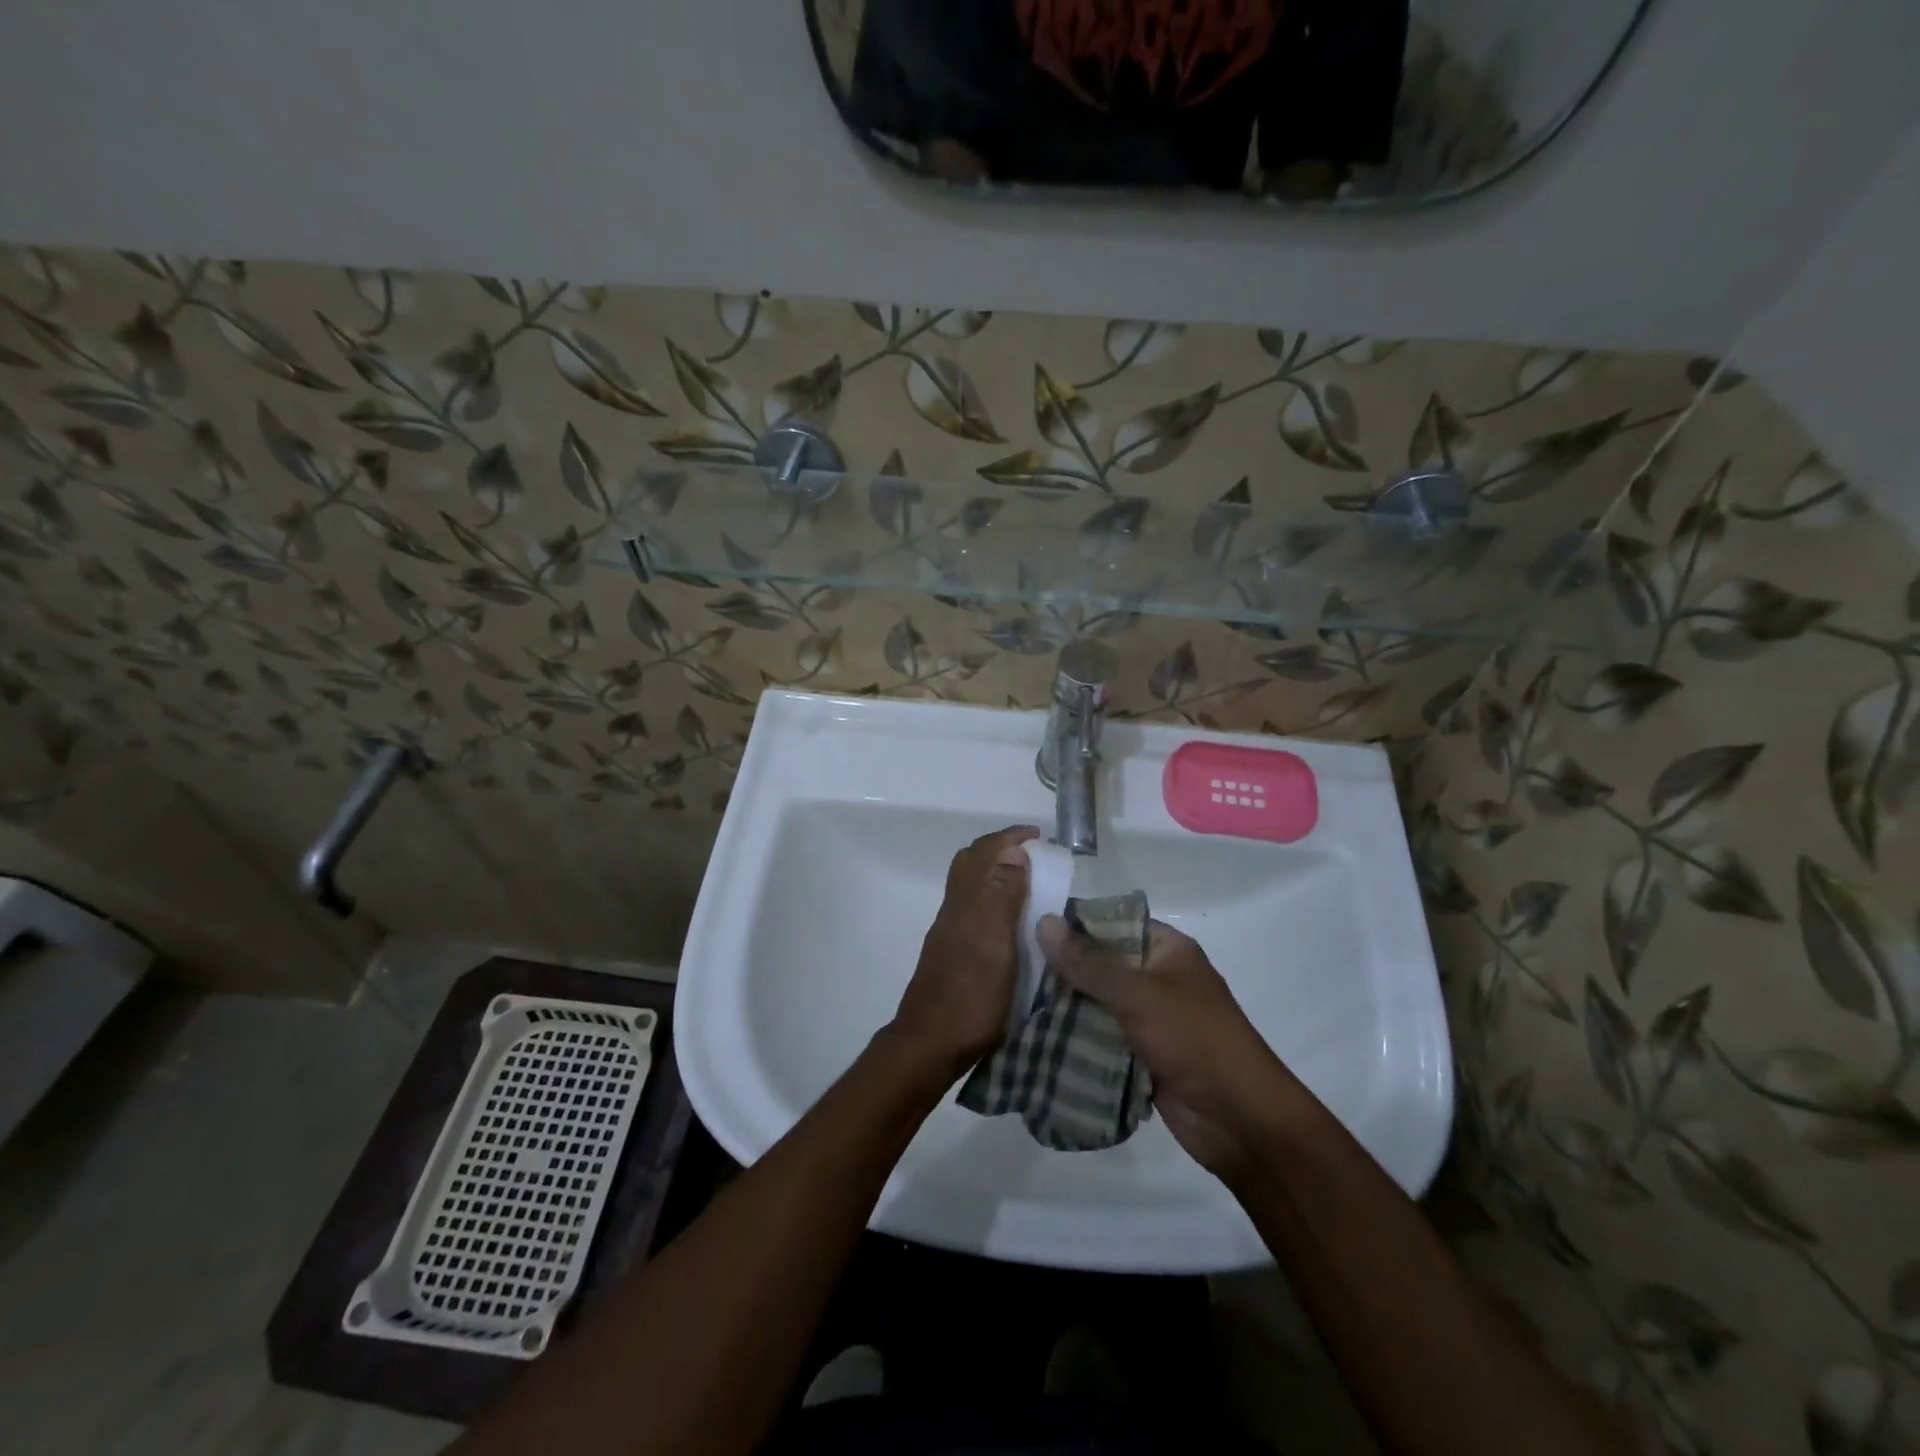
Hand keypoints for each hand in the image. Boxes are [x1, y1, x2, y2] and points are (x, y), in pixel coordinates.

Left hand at [890, 826, 1039, 1080]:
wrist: (930, 1043)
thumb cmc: (971, 996)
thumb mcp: (996, 945)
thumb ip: (1003, 897)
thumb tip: (1013, 851)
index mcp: (967, 902)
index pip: (984, 853)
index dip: (1010, 838)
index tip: (1039, 835)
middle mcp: (954, 909)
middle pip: (970, 863)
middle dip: (1000, 848)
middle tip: (1033, 853)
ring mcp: (950, 931)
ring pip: (970, 885)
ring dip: (995, 871)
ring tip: (1028, 880)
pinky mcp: (952, 951)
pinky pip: (972, 907)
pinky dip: (992, 896)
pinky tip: (1010, 917)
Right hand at [1038, 916, 1308, 1184]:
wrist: (1240, 1121)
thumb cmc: (1194, 1040)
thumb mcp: (1138, 993)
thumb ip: (1089, 961)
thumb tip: (1045, 922)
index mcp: (1167, 949)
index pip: (1112, 922)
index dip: (1074, 924)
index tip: (1028, 926)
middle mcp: (1157, 978)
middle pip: (1101, 964)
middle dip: (1063, 970)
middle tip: (1014, 968)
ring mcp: (1150, 1019)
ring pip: (1097, 1004)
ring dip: (1065, 1007)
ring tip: (1015, 1001)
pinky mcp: (1142, 1055)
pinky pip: (1102, 1039)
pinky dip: (1076, 1040)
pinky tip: (1036, 1037)